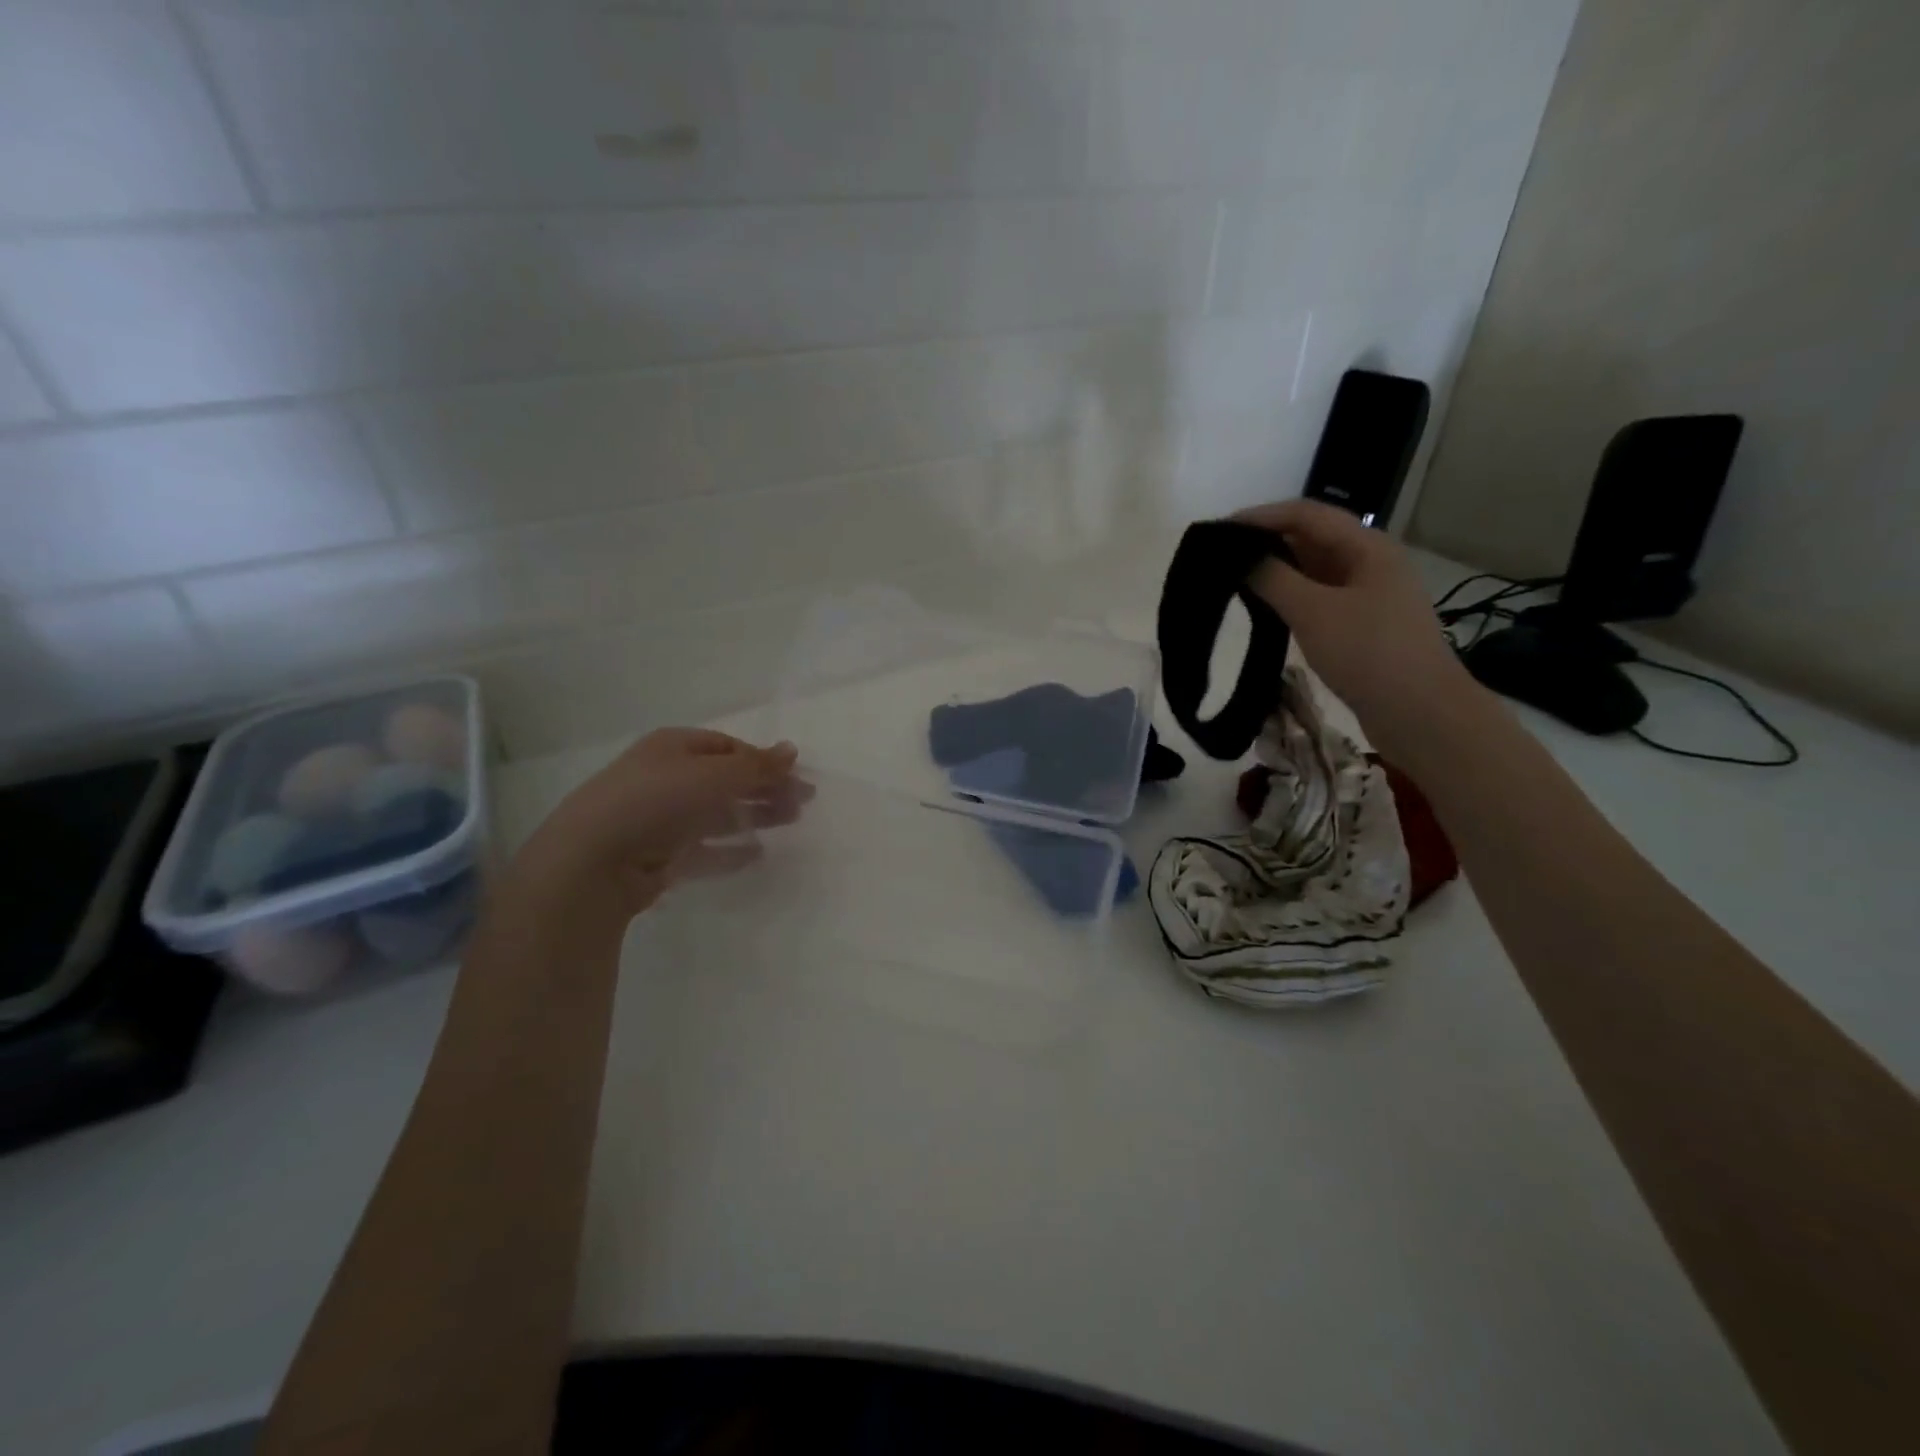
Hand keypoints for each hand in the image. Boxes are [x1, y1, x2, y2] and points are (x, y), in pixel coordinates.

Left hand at [516, 728, 811, 919]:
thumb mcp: (713, 776)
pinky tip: (756, 854)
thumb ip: (756, 766)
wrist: (593, 861)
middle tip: (802, 803)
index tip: (796, 777)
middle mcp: (666, 777)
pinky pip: (703, 848)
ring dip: (754, 815)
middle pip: (726, 779)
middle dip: (764, 788)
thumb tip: (792, 750)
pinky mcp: (658, 855)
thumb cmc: (656, 801)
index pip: (728, 747)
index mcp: (673, 747)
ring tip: (789, 822)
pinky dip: (730, 849)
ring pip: (718, 813)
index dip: (763, 760)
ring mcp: (660, 818)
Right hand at [1236, 499, 1479, 759]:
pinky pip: (1318, 597)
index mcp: (1367, 547)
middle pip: (1311, 538)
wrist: (1421, 713)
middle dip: (1266, 542)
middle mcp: (1369, 562)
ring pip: (1313, 570)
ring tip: (1234, 581)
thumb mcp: (1313, 612)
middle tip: (1221, 557)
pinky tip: (1264, 609)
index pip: (1306, 514)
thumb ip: (1272, 579)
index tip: (1219, 531)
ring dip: (1276, 571)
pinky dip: (1289, 597)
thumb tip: (1240, 558)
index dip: (1261, 516)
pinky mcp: (1361, 624)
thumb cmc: (1369, 654)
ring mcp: (1367, 595)